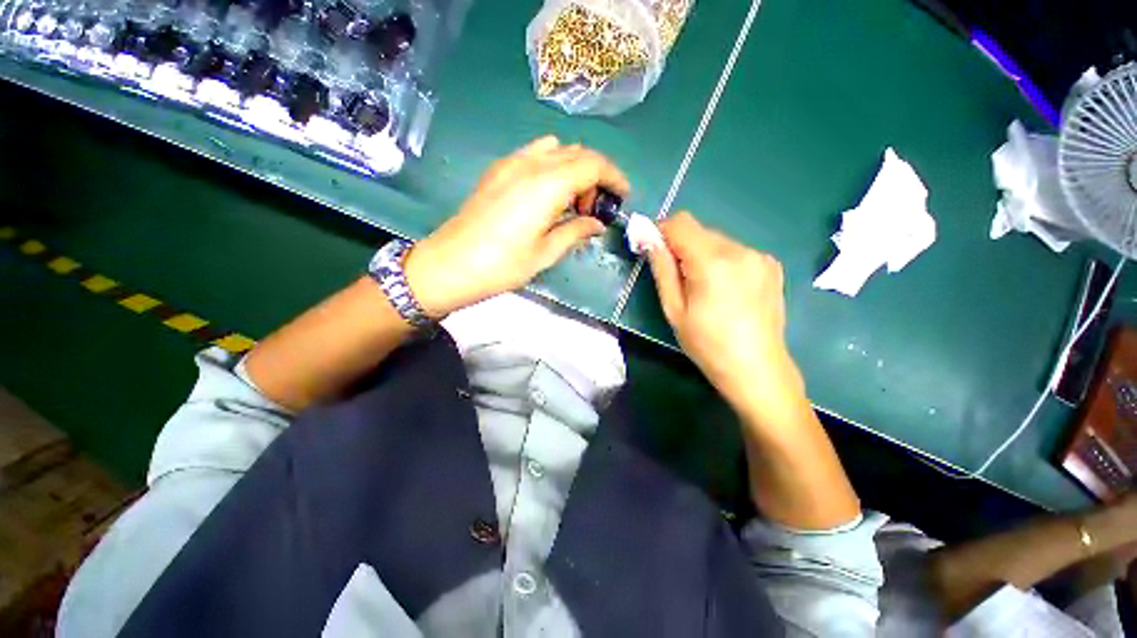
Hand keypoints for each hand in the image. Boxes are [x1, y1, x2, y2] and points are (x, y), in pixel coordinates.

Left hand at [404, 136, 628, 316]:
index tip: (623, 196)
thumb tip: (596, 223)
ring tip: (570, 204)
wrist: (450, 265)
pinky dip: (552, 168)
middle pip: (577, 153)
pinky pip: (534, 155)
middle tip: (595, 209)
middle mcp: (531, 164)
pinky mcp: (497, 170)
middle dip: (596, 176)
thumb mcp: (545, 253)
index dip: (614, 177)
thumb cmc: (501, 265)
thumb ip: (575, 231)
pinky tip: (547, 197)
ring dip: (573, 170)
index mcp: (547, 184)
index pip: (593, 164)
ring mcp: (510, 163)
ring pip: (556, 150)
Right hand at [646, 212, 804, 419]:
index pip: (681, 222)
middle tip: (677, 278)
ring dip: (702, 255)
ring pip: (718, 240)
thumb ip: (661, 268)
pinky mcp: (771, 265)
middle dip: (681, 246)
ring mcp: (760, 256)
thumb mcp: (674, 309)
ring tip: (703, 288)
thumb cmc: (707, 344)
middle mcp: (741, 250)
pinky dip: (722, 261)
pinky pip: (736, 251)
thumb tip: (648, 238)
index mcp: (712, 262)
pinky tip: (725, 289)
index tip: (653, 250)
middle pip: (700, 230)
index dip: (661, 231)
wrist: (757, 369)